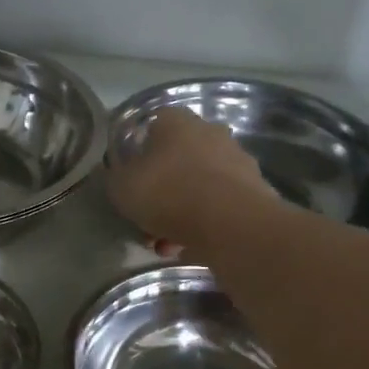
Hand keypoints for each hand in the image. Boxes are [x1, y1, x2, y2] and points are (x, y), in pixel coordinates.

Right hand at [106, 107, 281, 251]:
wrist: (230, 222)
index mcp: (175, 121)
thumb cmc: (167, 193)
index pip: (151, 128)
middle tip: (147, 222)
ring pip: (198, 186)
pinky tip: (190, 248)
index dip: (138, 157)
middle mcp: (209, 131)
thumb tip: (115, 172)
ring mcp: (236, 159)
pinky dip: (204, 224)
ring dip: (181, 213)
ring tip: (167, 245)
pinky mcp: (254, 189)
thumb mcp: (121, 186)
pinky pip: (218, 206)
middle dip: (161, 192)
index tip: (131, 184)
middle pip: (177, 160)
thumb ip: (114, 176)